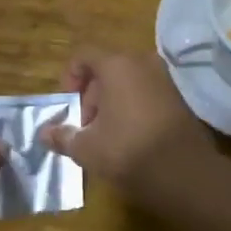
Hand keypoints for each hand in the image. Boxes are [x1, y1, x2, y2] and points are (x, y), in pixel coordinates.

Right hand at [39, 48, 216, 204]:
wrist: (187, 175)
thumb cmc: (128, 151)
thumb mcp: (87, 148)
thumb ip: (63, 136)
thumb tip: (44, 132)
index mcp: (117, 64)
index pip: (83, 56)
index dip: (69, 78)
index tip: (68, 107)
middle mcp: (142, 62)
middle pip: (106, 68)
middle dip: (91, 95)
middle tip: (86, 127)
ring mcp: (164, 78)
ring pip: (127, 81)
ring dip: (112, 102)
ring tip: (106, 135)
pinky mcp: (179, 97)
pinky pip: (146, 93)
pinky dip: (133, 107)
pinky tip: (130, 138)